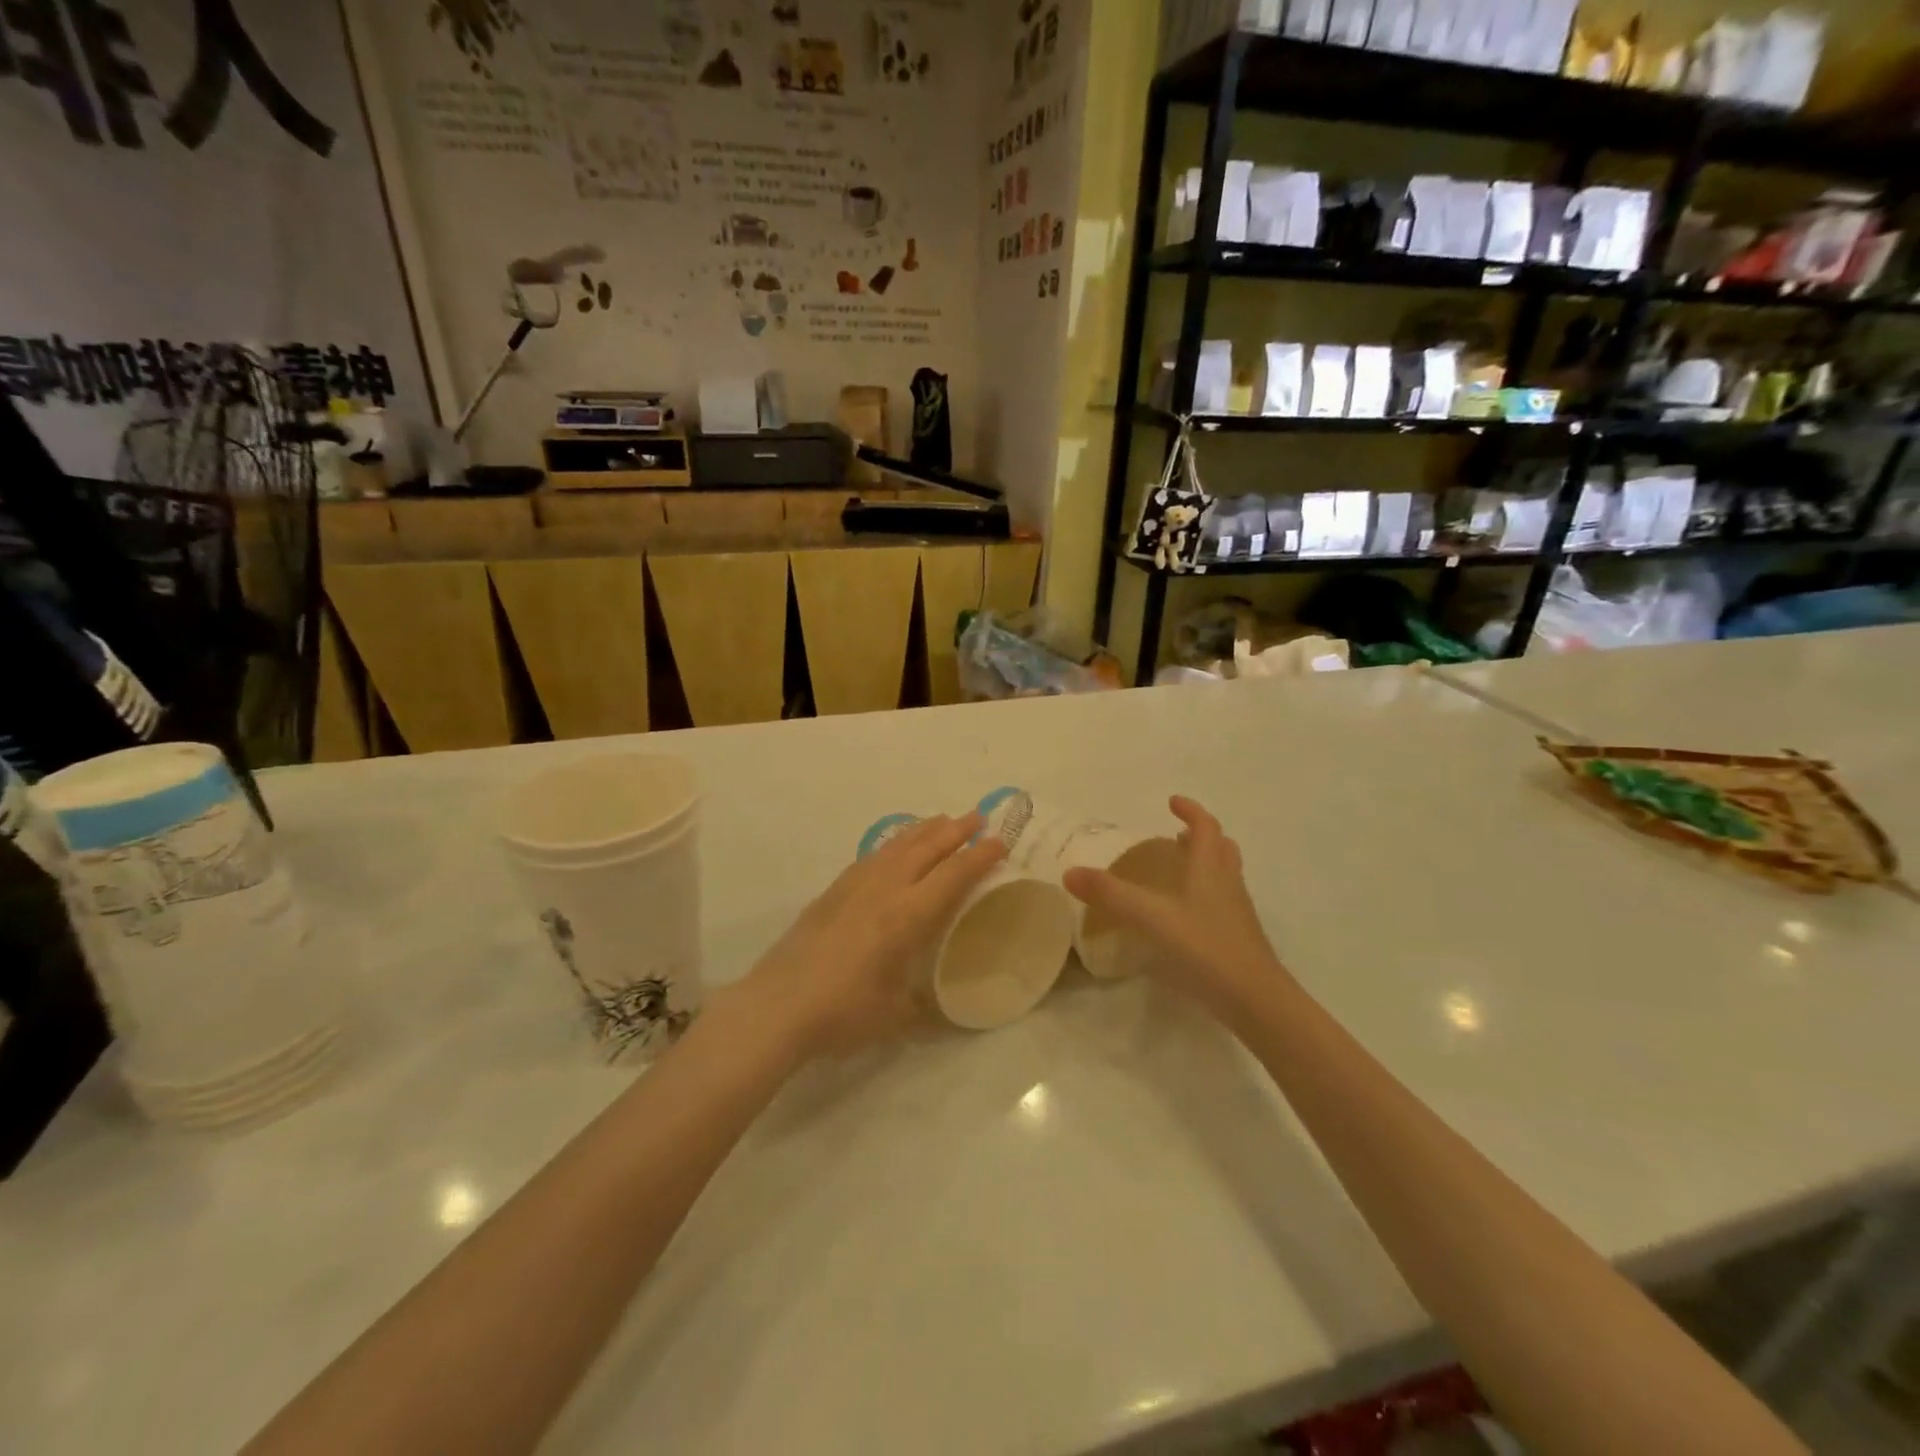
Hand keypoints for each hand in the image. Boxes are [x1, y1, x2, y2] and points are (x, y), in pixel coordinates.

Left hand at [743, 813, 1006, 1058]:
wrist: (777, 1007)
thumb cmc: (842, 1014)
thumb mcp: (895, 1017)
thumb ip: (925, 1009)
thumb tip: (947, 1017)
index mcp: (907, 917)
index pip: (952, 876)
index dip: (978, 857)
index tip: (999, 842)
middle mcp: (884, 890)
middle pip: (926, 848)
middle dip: (955, 830)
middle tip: (977, 817)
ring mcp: (854, 887)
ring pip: (896, 846)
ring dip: (923, 830)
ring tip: (941, 820)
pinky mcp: (832, 892)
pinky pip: (872, 856)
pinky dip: (892, 844)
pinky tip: (894, 848)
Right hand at [1062, 797, 1283, 1019]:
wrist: (1255, 1000)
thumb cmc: (1205, 948)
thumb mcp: (1151, 917)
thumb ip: (1111, 894)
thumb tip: (1069, 872)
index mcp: (1210, 869)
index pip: (1205, 827)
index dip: (1190, 811)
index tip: (1172, 802)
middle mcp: (1227, 884)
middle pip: (1221, 849)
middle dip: (1201, 836)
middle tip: (1177, 835)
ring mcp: (1236, 913)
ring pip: (1225, 876)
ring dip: (1205, 864)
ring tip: (1179, 871)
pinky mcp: (1238, 939)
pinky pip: (1222, 904)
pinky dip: (1205, 896)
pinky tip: (1184, 917)